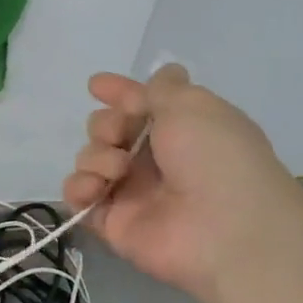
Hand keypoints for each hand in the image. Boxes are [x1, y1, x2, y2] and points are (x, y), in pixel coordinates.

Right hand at [63, 64, 300, 301]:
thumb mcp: (193, 105)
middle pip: (109, 128)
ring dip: (96, 155)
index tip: (96, 85)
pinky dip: (78, 187)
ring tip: (117, 170)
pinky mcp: (112, 222)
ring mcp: (132, 192)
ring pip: (91, 158)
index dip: (120, 93)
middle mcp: (156, 159)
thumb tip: (166, 72)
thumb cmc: (214, 158)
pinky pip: (79, 196)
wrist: (224, 230)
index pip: (141, 104)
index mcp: (181, 129)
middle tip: (119, 135)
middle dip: (106, 124)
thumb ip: (164, 88)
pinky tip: (94, 187)